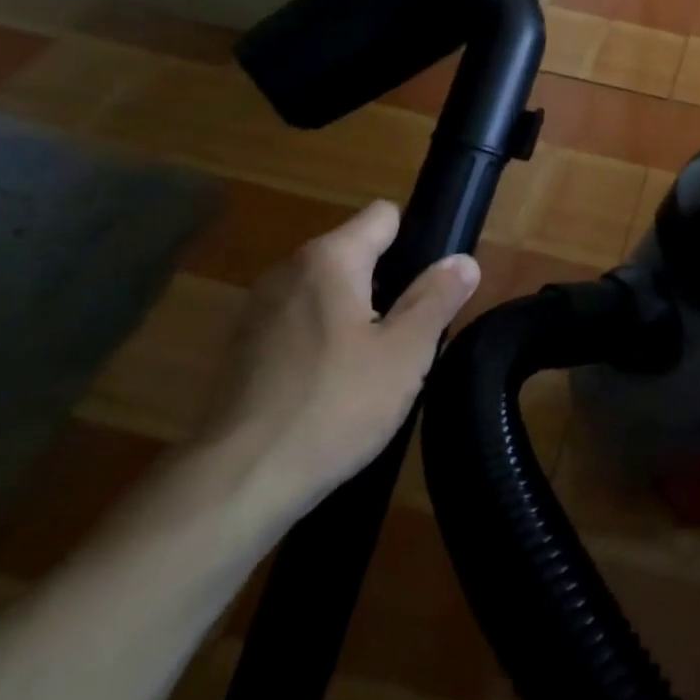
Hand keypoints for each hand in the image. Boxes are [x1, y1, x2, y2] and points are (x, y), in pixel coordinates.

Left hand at [197, 200, 479, 524]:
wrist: (237, 484)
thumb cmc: (334, 406)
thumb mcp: (405, 352)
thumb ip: (437, 298)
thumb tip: (463, 260)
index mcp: (329, 259)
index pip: (382, 215)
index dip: (416, 239)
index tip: (432, 283)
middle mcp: (288, 271)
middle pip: (354, 254)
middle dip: (389, 283)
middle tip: (413, 333)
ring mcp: (258, 311)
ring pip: (326, 293)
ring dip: (356, 315)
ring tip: (379, 365)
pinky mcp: (242, 351)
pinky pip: (299, 326)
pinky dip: (322, 342)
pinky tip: (335, 389)